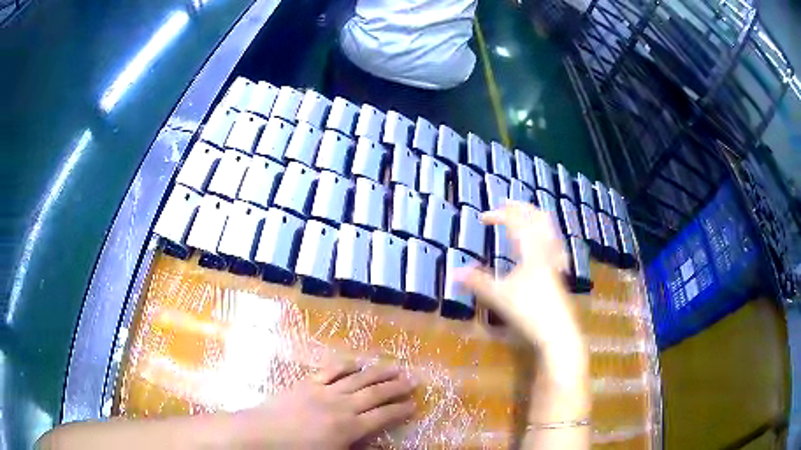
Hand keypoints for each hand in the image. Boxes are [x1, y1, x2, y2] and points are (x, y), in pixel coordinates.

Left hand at [235, 363, 415, 448]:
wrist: (260, 435)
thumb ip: (357, 448)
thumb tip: (376, 444)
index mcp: (348, 428)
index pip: (382, 416)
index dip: (400, 410)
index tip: (414, 404)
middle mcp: (341, 406)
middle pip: (375, 393)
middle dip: (396, 387)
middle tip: (413, 380)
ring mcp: (324, 391)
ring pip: (358, 378)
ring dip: (378, 372)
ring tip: (395, 366)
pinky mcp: (307, 383)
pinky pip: (331, 370)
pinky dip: (346, 365)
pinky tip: (357, 362)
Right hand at [456, 202, 583, 356]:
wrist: (557, 332)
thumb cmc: (527, 311)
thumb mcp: (498, 296)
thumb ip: (477, 282)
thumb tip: (453, 272)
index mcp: (530, 250)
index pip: (515, 222)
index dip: (499, 215)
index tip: (482, 217)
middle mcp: (545, 250)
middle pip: (537, 218)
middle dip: (521, 208)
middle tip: (507, 203)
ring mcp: (555, 262)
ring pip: (550, 230)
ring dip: (536, 218)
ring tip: (526, 216)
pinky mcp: (559, 274)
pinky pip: (555, 246)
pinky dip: (548, 237)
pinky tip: (546, 245)